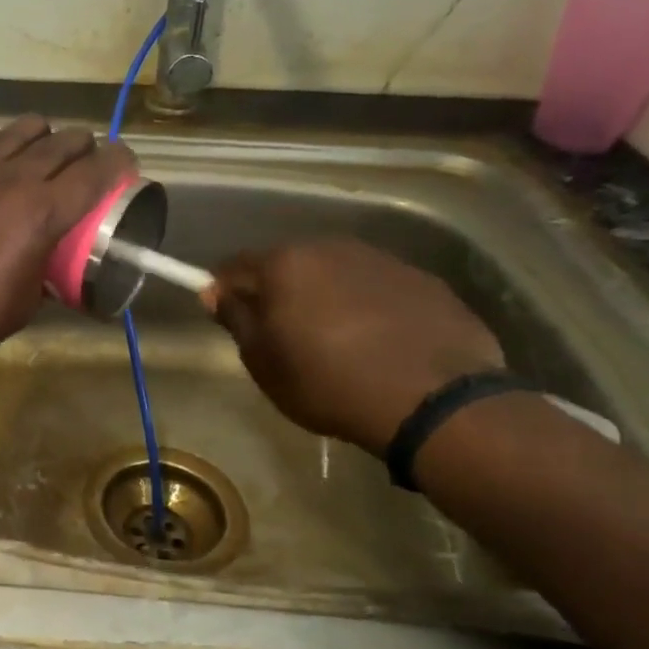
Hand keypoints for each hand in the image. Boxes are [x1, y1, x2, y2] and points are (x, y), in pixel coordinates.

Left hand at [0, 116, 135, 358]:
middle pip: (60, 144)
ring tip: (40, 140)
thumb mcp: (24, 304)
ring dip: (36, 132)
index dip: (118, 162)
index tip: (124, 162)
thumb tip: (42, 273)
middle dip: (82, 144)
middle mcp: (13, 181)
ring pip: (14, 132)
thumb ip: (40, 277)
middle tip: (85, 156)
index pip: (95, 173)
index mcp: (44, 212)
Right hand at [208, 239, 504, 455]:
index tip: (225, 316)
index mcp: (286, 264)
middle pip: (289, 264)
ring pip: (336, 273)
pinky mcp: (424, 281)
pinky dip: (368, 307)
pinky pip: (378, 288)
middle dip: (278, 291)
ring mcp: (383, 261)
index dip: (224, 290)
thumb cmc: (328, 383)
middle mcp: (332, 248)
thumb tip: (215, 292)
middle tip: (281, 333)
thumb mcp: (264, 362)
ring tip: (335, 340)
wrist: (433, 401)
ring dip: (325, 296)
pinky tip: (378, 343)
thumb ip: (236, 320)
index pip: (236, 266)